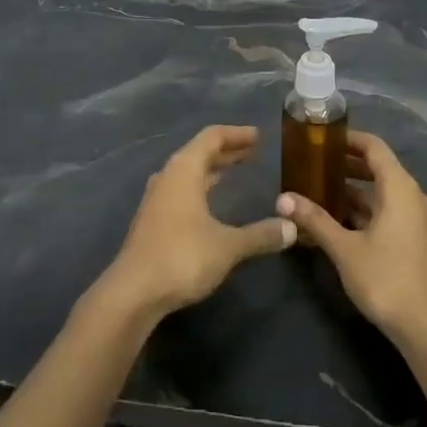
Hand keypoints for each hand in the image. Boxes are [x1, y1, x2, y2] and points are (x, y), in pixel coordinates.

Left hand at [99, 125, 295, 318]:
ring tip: (234, 171)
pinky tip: (210, 202)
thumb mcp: (228, 246)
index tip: (258, 136)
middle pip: (198, 152)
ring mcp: (156, 198)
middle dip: (226, 151)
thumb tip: (292, 227)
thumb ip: (260, 234)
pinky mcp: (152, 220)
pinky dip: (200, 187)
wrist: (133, 292)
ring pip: (188, 172)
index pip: (212, 137)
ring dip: (211, 169)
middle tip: (252, 152)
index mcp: (184, 170)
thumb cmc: (182, 257)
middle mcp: (168, 177)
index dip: (236, 134)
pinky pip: (181, 190)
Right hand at [277, 131, 426, 346]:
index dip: (348, 139)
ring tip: (317, 191)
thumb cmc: (387, 279)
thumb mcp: (345, 249)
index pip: (374, 147)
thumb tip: (282, 198)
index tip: (320, 138)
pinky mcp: (414, 240)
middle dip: (346, 164)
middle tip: (312, 164)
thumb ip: (314, 220)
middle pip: (378, 167)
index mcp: (399, 188)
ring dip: (352, 189)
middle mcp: (411, 196)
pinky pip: (387, 211)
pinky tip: (337, 221)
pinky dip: (363, 210)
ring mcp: (415, 220)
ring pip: (381, 193)